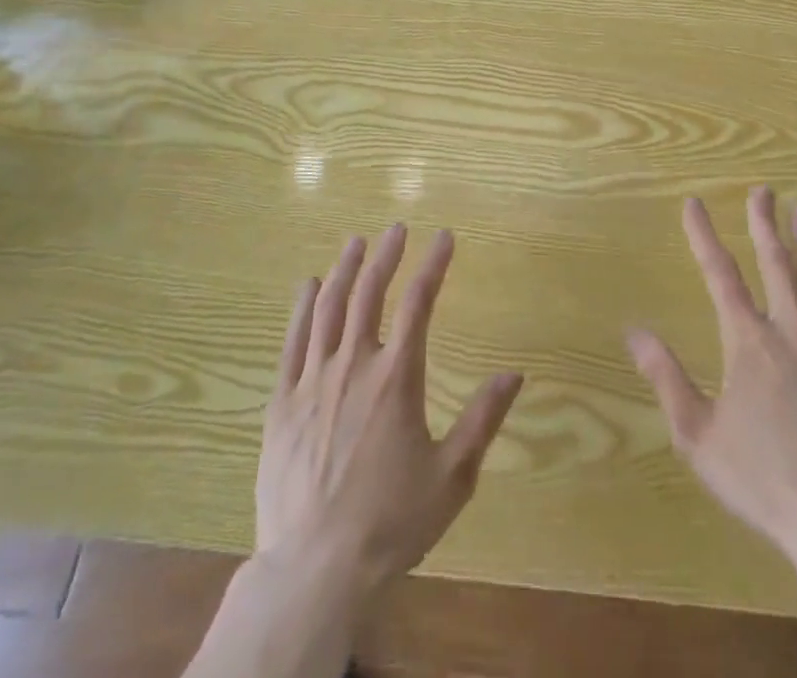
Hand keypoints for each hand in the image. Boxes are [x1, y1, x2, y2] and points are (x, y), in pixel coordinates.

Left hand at [257, 225, 523, 597]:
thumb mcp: (452, 476)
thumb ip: (482, 419)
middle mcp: (354, 365)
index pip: (419, 303)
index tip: (444, 236)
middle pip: (369, 293)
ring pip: (328, 308)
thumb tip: (514, 374)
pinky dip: (301, 308)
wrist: (314, 569)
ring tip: (355, 242)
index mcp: (396, 377)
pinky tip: (307, 286)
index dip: (433, 264)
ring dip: (344, 269)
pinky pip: (292, 342)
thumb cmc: (390, 522)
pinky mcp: (282, 403)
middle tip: (397, 228)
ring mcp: (313, 381)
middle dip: (386, 255)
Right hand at [627, 186, 796, 556]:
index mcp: (749, 342)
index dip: (703, 236)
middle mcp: (791, 332)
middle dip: (765, 224)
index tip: (693, 203)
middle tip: (762, 191)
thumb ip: (666, 377)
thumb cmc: (762, 479)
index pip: (720, 274)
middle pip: (776, 264)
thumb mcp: (698, 435)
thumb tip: (634, 331)